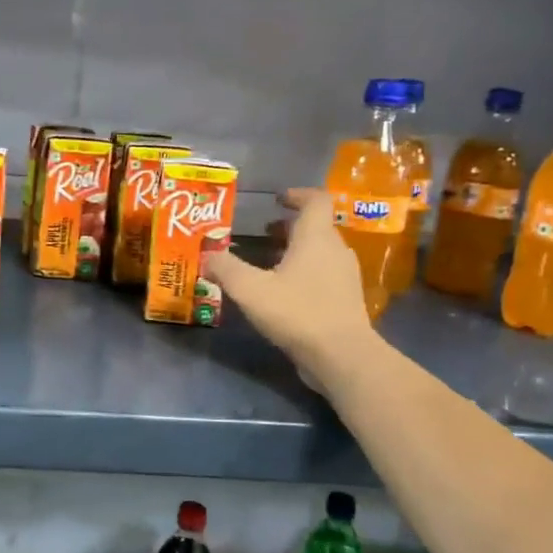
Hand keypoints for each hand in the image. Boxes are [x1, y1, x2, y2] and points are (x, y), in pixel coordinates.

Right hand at [200, 188, 381, 395]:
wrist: (342, 356)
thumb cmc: (297, 312)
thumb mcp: (250, 289)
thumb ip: (225, 268)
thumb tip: (206, 254)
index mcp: (316, 237)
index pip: (316, 200)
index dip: (297, 195)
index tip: (278, 200)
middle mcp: (335, 250)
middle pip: (316, 227)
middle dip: (288, 227)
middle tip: (263, 233)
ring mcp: (345, 276)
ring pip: (320, 252)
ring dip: (296, 251)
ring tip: (268, 262)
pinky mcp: (346, 301)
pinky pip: (324, 275)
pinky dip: (304, 274)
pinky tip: (283, 292)